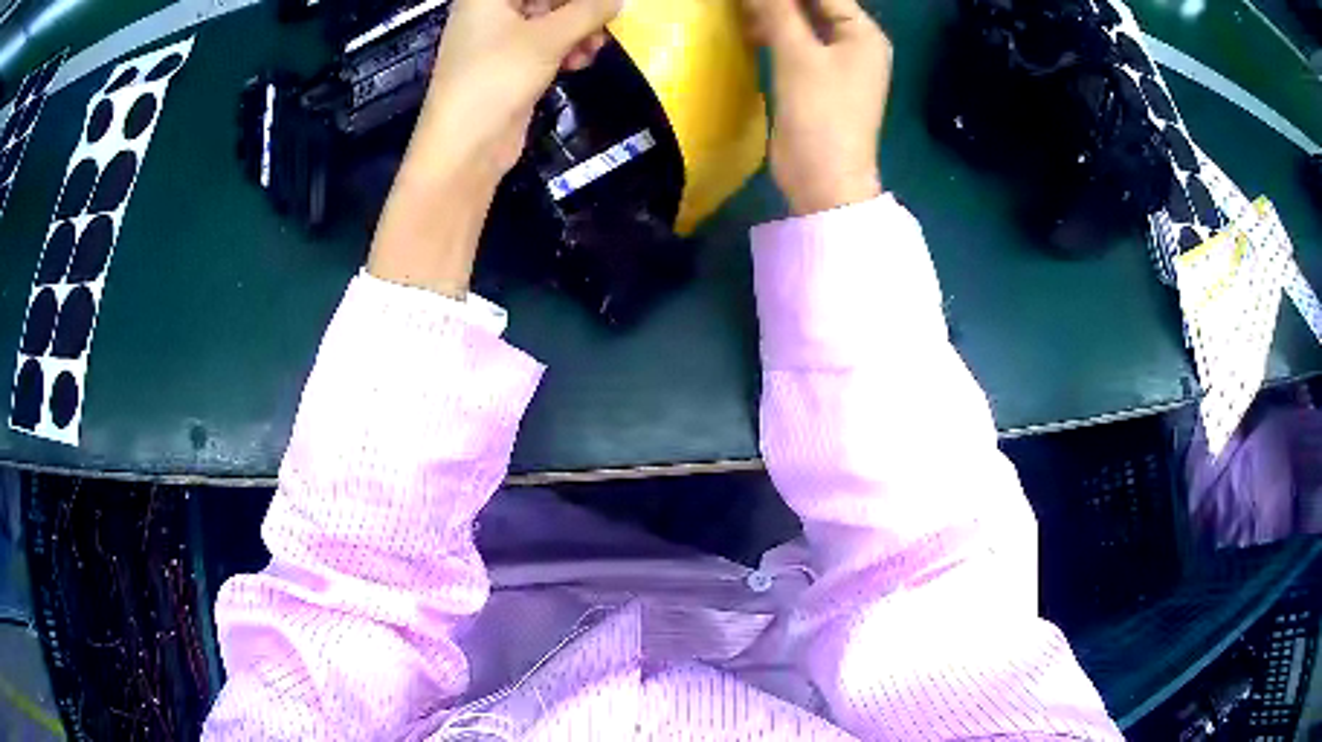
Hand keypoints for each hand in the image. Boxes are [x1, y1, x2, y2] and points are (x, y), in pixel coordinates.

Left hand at [368, 0, 618, 296]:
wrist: (465, 146)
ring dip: (577, 31)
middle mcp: (489, 12)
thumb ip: (587, 12)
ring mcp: (496, 41)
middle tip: (607, 21)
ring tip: (596, 47)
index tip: (601, 4)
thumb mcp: (548, 39)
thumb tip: (617, 0)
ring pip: (547, 22)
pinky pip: (543, 47)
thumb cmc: (497, 77)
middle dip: (578, 10)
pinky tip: (581, 62)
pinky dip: (564, 51)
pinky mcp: (507, 67)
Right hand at [745, 0, 890, 215]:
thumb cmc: (820, 114)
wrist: (823, 180)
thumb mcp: (797, 56)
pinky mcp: (816, 81)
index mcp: (863, 34)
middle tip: (746, 1)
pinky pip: (794, 45)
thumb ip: (778, 12)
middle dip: (779, 0)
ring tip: (740, 8)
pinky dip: (773, 35)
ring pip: (801, 24)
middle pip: (814, 6)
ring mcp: (836, 63)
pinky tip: (747, 30)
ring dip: (772, 13)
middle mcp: (855, 44)